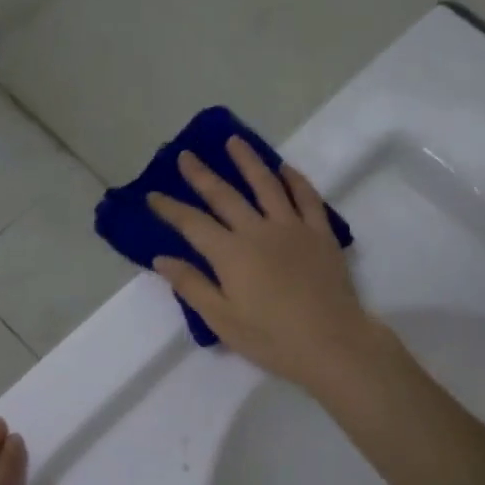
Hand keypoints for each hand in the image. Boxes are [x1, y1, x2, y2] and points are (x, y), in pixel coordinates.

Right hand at [147, 136, 384, 388]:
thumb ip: (192, 286)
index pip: (192, 224)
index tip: (152, 195)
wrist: (332, 342)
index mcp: (230, 254)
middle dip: (201, 175)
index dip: (170, 208)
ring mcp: (293, 228)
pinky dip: (295, 180)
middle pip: (225, 195)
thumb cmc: (272, 338)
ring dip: (247, 161)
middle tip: (185, 155)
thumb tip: (161, 258)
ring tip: (233, 141)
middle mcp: (258, 230)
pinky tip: (285, 168)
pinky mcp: (320, 233)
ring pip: (266, 185)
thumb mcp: (222, 320)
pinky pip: (307, 197)